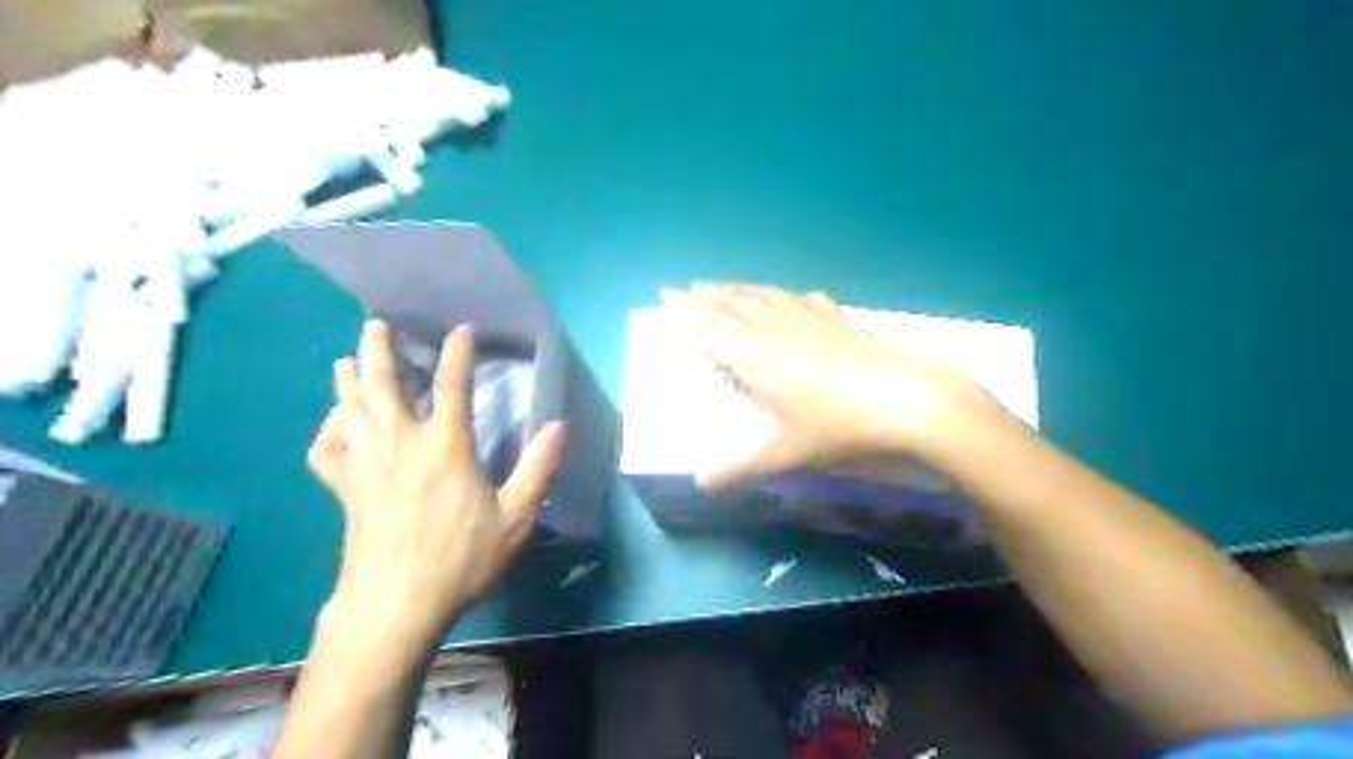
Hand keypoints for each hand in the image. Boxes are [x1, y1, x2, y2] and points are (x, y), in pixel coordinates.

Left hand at [303, 319, 563, 646]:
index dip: (457, 353)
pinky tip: (337, 424)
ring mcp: (366, 464)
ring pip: (351, 408)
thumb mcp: (515, 518)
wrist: (395, 606)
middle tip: (376, 323)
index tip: (461, 330)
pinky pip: (327, 449)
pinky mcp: (345, 490)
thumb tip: (559, 426)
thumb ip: (538, 469)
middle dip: (380, 349)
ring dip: (349, 378)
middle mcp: (401, 444)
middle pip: (383, 384)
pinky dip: (329, 430)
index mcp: (445, 447)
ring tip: (348, 357)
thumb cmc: (460, 559)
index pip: (452, 385)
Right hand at [671, 286, 1007, 491]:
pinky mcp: (838, 320)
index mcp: (757, 358)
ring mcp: (810, 320)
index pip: (712, 327)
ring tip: (724, 286)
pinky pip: (802, 299)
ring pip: (765, 296)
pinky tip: (791, 296)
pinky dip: (786, 294)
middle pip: (734, 304)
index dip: (686, 311)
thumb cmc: (839, 428)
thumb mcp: (787, 454)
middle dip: (707, 295)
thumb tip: (702, 483)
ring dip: (739, 289)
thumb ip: (741, 467)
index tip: (666, 296)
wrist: (908, 400)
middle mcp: (777, 330)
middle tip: (687, 288)